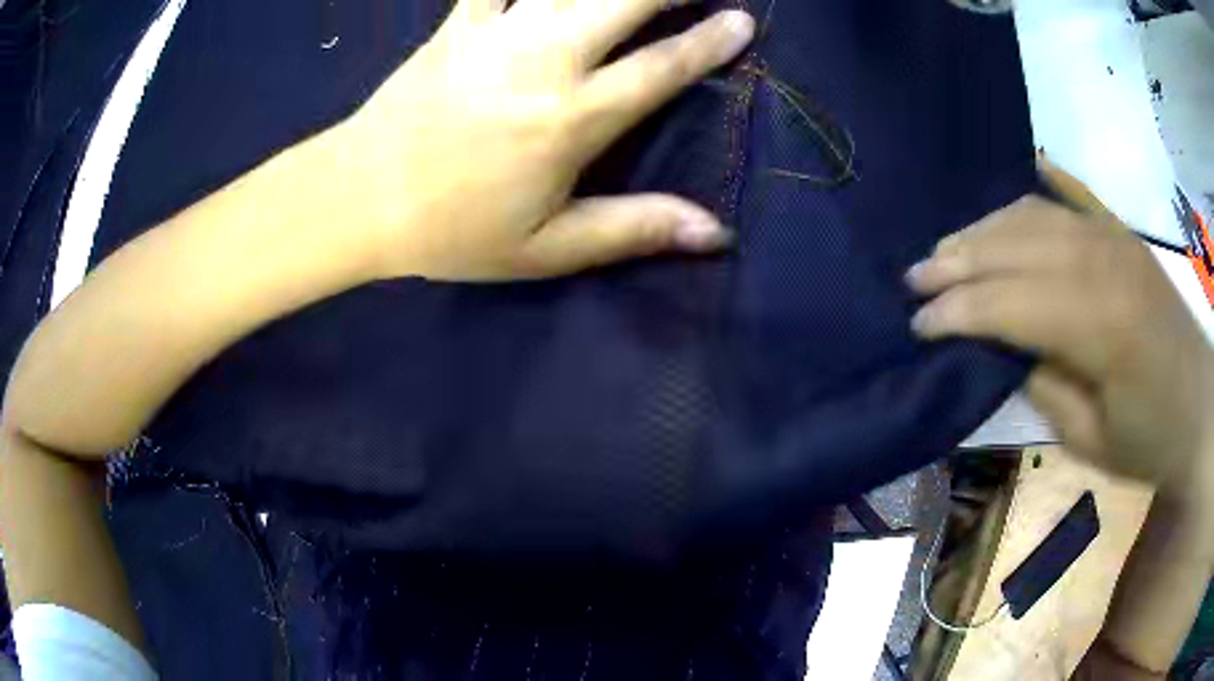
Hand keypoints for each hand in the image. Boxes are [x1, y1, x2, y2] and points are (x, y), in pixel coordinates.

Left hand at [337, 0, 753, 280]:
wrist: (360, 198)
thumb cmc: (454, 230)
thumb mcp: (547, 249)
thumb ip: (633, 229)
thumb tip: (715, 233)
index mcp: (572, 119)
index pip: (661, 68)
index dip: (709, 42)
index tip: (743, 21)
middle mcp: (545, 62)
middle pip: (625, 1)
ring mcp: (497, 34)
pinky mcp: (458, 24)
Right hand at [907, 162, 1213, 490]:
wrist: (1201, 409)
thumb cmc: (1152, 440)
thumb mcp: (1092, 440)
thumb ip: (1047, 387)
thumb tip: (1009, 349)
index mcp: (1100, 325)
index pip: (1010, 304)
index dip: (958, 312)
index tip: (917, 324)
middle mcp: (1103, 262)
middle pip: (1014, 247)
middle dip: (957, 261)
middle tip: (915, 277)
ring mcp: (1113, 238)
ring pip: (1033, 215)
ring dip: (984, 229)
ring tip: (948, 248)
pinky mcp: (1121, 232)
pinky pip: (1070, 194)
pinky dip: (1036, 185)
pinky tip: (1013, 177)